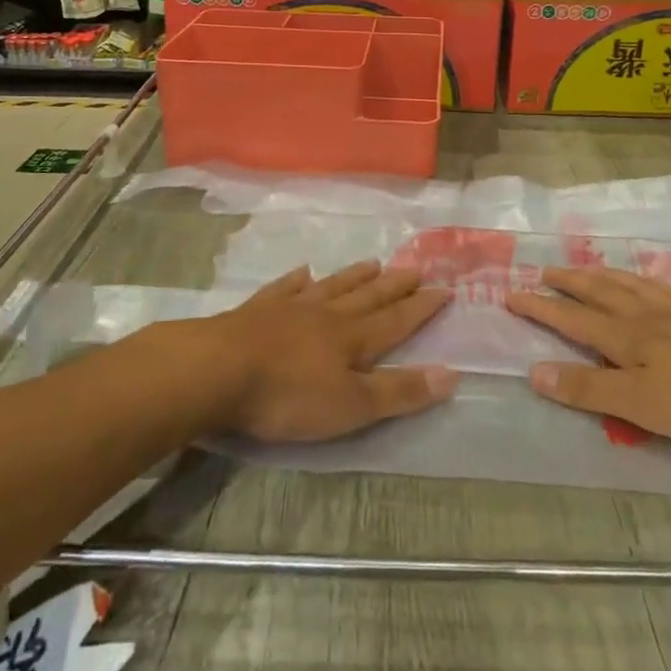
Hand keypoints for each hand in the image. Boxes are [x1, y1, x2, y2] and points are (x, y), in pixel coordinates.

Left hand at [207, 262, 458, 442]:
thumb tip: (453, 374)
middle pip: (367, 297)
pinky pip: (285, 289)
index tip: (444, 289)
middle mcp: (326, 316)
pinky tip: (304, 271)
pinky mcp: (257, 311)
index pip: (396, 321)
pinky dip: (297, 280)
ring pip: (331, 288)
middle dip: (394, 286)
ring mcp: (290, 309)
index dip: (421, 308)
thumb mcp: (350, 406)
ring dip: (354, 277)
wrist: (217, 370)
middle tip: (416, 269)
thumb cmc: (287, 395)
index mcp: (352, 340)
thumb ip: (399, 392)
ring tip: (373, 263)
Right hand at [506, 268, 670, 447]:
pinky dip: (648, 281)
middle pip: (600, 293)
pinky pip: (668, 289)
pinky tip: (651, 283)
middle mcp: (647, 317)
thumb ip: (587, 388)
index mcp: (626, 338)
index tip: (511, 293)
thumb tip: (533, 371)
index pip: (572, 318)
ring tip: (587, 269)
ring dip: (603, 276)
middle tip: (545, 271)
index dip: (541, 308)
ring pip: (631, 286)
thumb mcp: (639, 405)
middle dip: (569, 284)